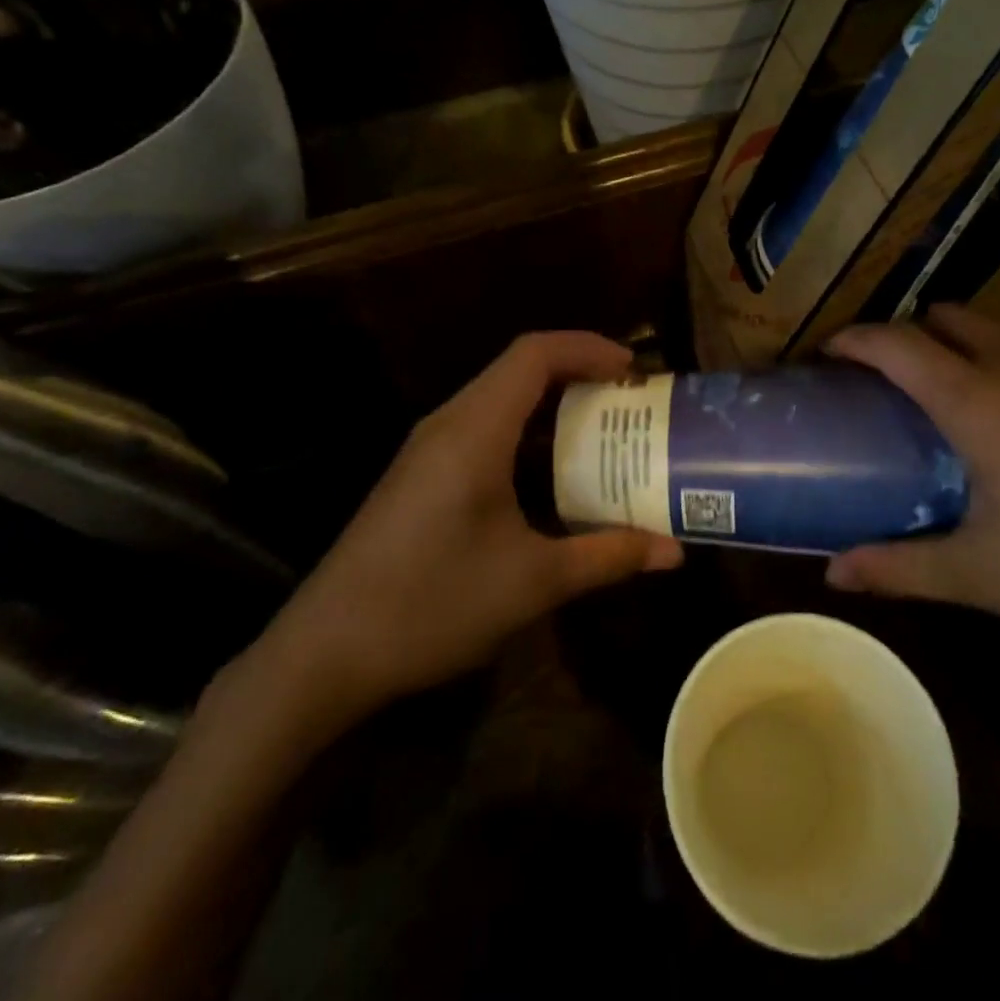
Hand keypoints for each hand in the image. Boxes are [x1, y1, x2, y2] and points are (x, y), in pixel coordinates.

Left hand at [241, 332, 681, 747]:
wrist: (325, 652)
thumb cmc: (432, 603)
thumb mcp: (533, 581)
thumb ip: (608, 557)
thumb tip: (675, 553)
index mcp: (475, 429)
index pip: (535, 353)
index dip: (588, 348)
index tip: (634, 368)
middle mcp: (448, 423)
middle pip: (519, 369)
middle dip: (579, 375)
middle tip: (629, 402)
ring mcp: (428, 449)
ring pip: (499, 400)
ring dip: (552, 407)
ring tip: (602, 434)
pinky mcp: (419, 475)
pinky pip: (483, 430)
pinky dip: (526, 435)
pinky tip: (550, 478)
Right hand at [824, 305, 999, 682]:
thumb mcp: (988, 578)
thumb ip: (899, 568)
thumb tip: (831, 573)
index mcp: (981, 401)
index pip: (897, 344)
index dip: (855, 340)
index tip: (831, 353)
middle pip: (947, 317)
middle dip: (911, 335)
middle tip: (897, 382)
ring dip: (966, 341)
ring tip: (962, 392)